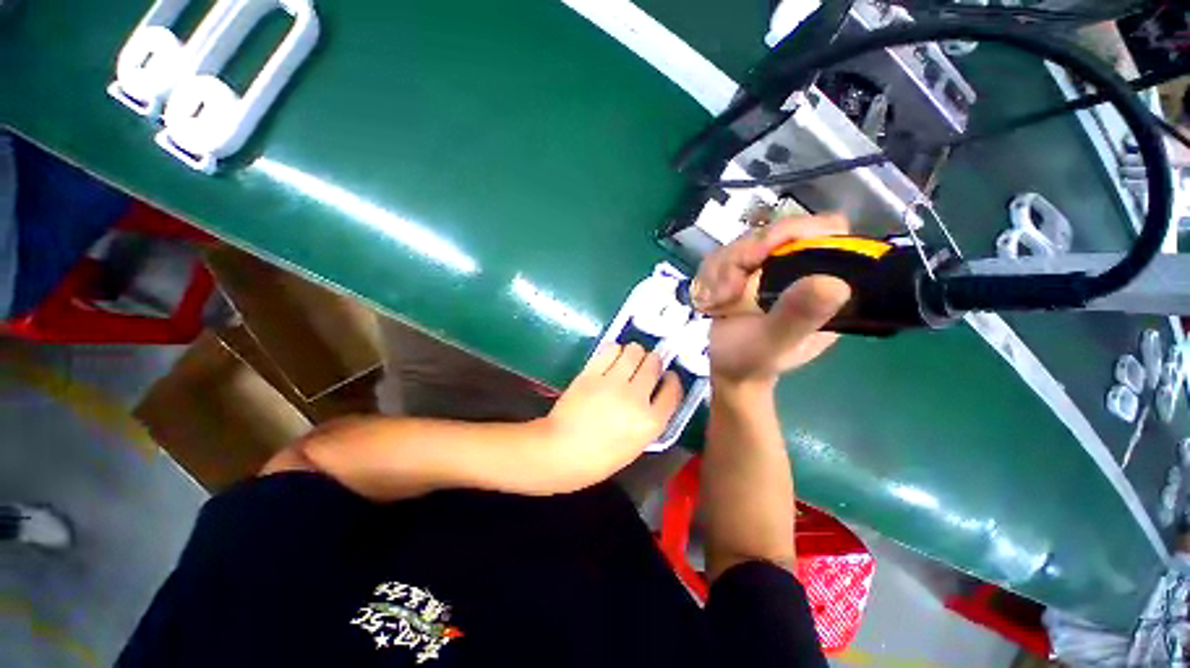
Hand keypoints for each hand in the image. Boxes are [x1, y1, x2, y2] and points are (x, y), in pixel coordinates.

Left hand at [534, 343, 683, 490]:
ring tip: (627, 360)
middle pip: (654, 363)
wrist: (560, 452)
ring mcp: (612, 383)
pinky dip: (614, 350)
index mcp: (650, 422)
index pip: (673, 390)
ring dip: (634, 353)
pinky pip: (610, 349)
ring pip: (634, 350)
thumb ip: (649, 419)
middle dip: (652, 362)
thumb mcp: (635, 446)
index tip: (666, 376)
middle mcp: (636, 398)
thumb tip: (651, 394)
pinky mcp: (591, 373)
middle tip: (644, 366)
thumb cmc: (598, 459)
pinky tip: (610, 358)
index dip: (672, 379)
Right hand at [692, 214, 852, 386]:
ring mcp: (768, 267)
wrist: (728, 368)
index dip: (794, 231)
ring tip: (716, 302)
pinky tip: (709, 300)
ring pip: (741, 242)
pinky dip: (707, 277)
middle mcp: (799, 267)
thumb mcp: (777, 343)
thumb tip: (835, 283)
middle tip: (726, 291)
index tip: (761, 252)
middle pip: (773, 231)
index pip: (825, 231)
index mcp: (824, 280)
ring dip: (719, 271)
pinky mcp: (743, 270)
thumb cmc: (755, 361)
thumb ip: (798, 317)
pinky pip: (719, 257)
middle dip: (741, 258)